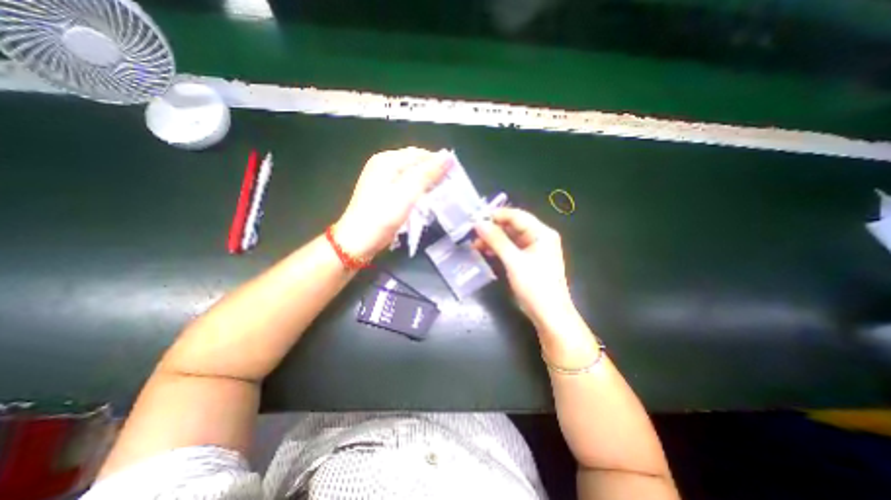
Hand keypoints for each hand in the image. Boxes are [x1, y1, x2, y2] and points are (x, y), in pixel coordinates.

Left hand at [335, 146, 449, 257]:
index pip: (420, 154)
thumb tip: (447, 156)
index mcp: (387, 160)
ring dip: (426, 183)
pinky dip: (417, 191)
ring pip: (411, 175)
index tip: (454, 178)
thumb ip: (427, 174)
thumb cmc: (382, 216)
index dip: (438, 163)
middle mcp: (383, 165)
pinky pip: (405, 186)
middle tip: (448, 188)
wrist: (358, 241)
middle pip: (415, 163)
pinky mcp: (383, 192)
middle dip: (433, 174)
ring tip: (440, 195)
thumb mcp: (407, 193)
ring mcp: (382, 179)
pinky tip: (424, 200)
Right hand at [474, 208, 577, 328]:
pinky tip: (485, 252)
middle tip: (473, 233)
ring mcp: (533, 249)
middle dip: (493, 229)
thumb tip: (478, 223)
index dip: (496, 215)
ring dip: (493, 240)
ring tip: (475, 245)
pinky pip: (511, 249)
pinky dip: (498, 250)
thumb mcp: (514, 261)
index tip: (476, 218)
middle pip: (513, 226)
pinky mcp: (528, 260)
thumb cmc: (535, 286)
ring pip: (510, 238)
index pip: (516, 215)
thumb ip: (496, 240)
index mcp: (541, 233)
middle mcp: (539, 237)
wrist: (549, 315)